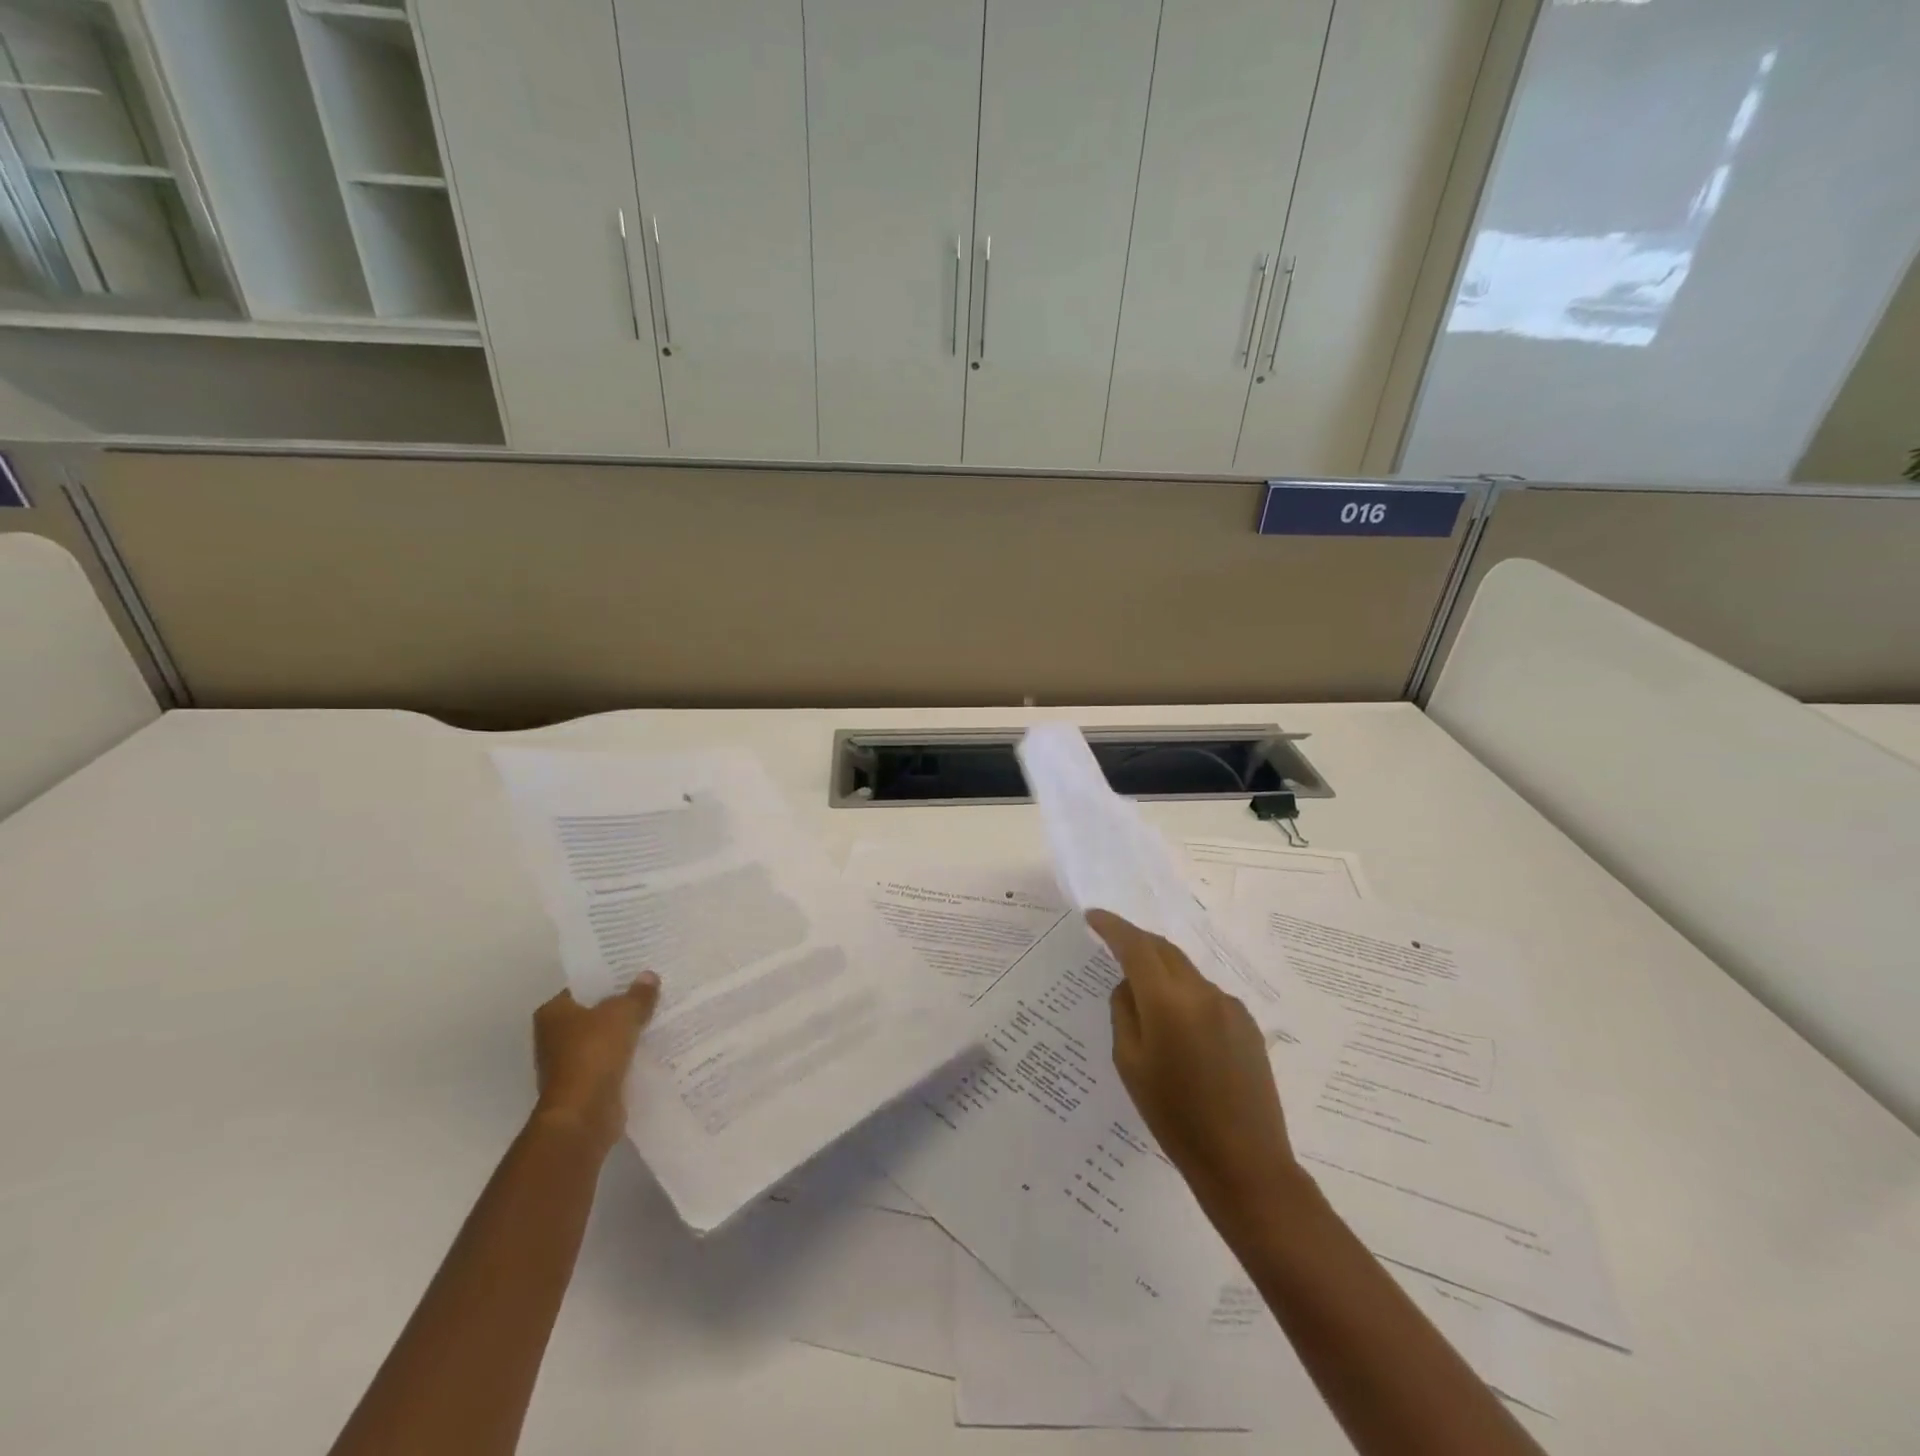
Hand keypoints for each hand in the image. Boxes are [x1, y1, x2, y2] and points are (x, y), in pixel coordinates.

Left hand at [531, 975, 659, 1153]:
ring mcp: (568, 1063)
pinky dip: (627, 1055)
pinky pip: (611, 1061)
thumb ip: (637, 994)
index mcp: (554, 1012)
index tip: (636, 972)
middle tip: (653, 990)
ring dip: (626, 1032)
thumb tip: (649, 976)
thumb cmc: (594, 1053)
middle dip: (621, 1005)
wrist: (583, 1114)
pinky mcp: (585, 1085)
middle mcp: (554, 1036)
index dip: (609, 978)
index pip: (583, 986)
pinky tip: (652, 1045)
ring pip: (604, 1038)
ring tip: (658, 1014)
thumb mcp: (622, 1013)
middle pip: (594, 1012)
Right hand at [1087, 911, 1305, 1232]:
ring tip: (1146, 999)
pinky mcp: (1247, 1024)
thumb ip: (1124, 1013)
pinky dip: (1185, 996)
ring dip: (1162, 972)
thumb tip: (1129, 986)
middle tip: (1112, 944)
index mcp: (1168, 1001)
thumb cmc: (1174, 1117)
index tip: (1093, 916)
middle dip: (1136, 942)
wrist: (1244, 1162)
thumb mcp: (1130, 1064)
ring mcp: (1229, 1006)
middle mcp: (1201, 992)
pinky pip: (1206, 995)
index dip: (1112, 927)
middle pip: (1164, 950)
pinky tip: (1181, 1031)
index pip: (1135, 946)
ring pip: (1186, 972)